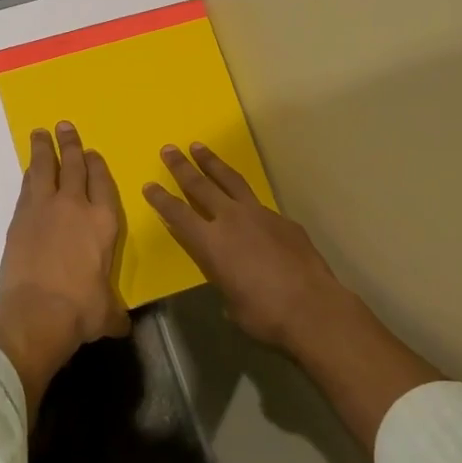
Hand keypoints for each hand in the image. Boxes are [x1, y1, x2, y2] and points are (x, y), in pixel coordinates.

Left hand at [0, 123, 127, 408]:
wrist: (37, 311)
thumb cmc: (81, 310)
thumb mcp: (106, 313)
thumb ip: (114, 312)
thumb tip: (120, 324)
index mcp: (104, 222)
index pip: (102, 183)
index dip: (97, 165)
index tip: (92, 153)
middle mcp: (75, 206)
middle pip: (74, 166)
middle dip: (71, 145)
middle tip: (65, 126)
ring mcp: (45, 208)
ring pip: (45, 168)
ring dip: (44, 149)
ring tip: (41, 133)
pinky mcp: (20, 218)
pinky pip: (28, 186)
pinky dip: (30, 174)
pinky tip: (30, 169)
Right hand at [143, 144, 362, 354]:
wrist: (312, 308)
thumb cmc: (264, 314)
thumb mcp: (232, 302)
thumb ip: (225, 281)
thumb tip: (231, 280)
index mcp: (210, 243)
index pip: (178, 214)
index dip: (161, 200)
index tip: (149, 185)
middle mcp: (231, 220)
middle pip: (200, 186)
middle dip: (181, 167)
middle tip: (169, 149)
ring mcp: (260, 215)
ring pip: (231, 181)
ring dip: (213, 163)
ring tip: (199, 147)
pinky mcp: (283, 220)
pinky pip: (260, 205)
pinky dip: (248, 200)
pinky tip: (249, 206)